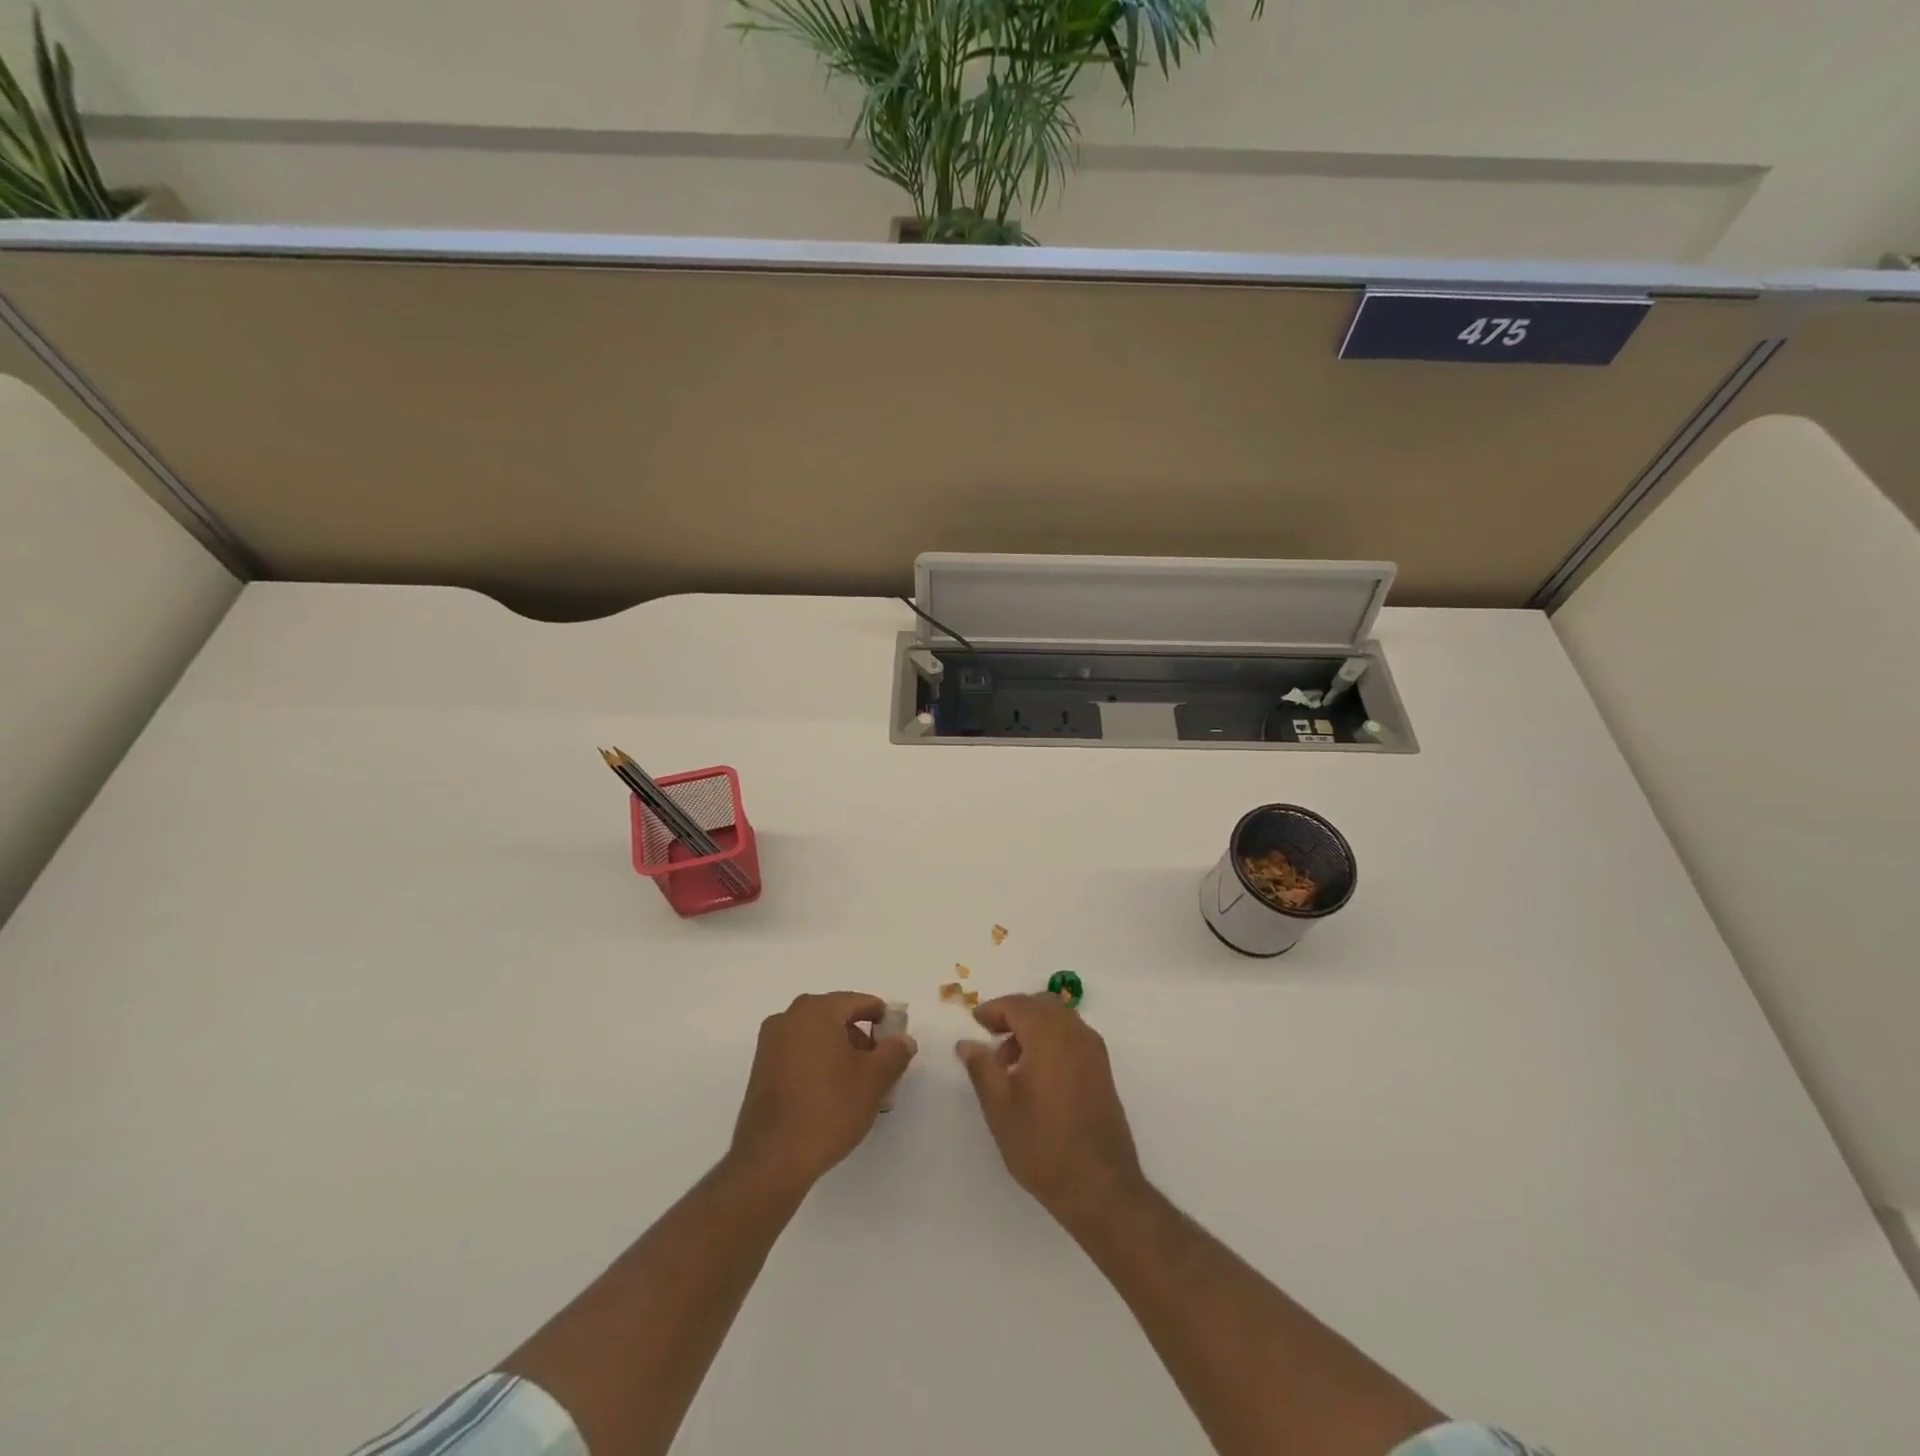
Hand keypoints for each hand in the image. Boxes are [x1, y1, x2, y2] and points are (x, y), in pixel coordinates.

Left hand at [728, 992, 916, 1195]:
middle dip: (860, 1039)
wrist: (773, 1159)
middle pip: (836, 1018)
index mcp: (816, 1010)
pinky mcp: (760, 1070)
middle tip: (879, 1069)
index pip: (858, 1002)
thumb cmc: (829, 1108)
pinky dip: (818, 1065)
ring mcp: (770, 1044)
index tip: (896, 1043)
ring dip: (839, 1054)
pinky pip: (798, 1055)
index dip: (882, 1019)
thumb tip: (902, 1040)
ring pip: (816, 1037)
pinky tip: (830, 1096)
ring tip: (857, 1087)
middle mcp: (788, 1018)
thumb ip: (894, 1052)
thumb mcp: (874, 1080)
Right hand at [956, 993, 1145, 1230]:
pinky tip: (1036, 1074)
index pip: (1018, 1005)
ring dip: (1034, 1027)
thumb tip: (967, 1043)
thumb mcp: (999, 1106)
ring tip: (1010, 1062)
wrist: (1100, 1186)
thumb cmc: (1042, 1144)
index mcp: (1049, 1035)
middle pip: (1041, 1005)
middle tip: (991, 1037)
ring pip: (1060, 1020)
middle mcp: (1076, 1033)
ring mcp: (1094, 1051)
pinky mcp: (1103, 1071)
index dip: (993, 1010)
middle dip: (1014, 1014)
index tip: (975, 1023)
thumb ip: (981, 1067)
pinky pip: (1073, 1037)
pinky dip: (1052, 1040)